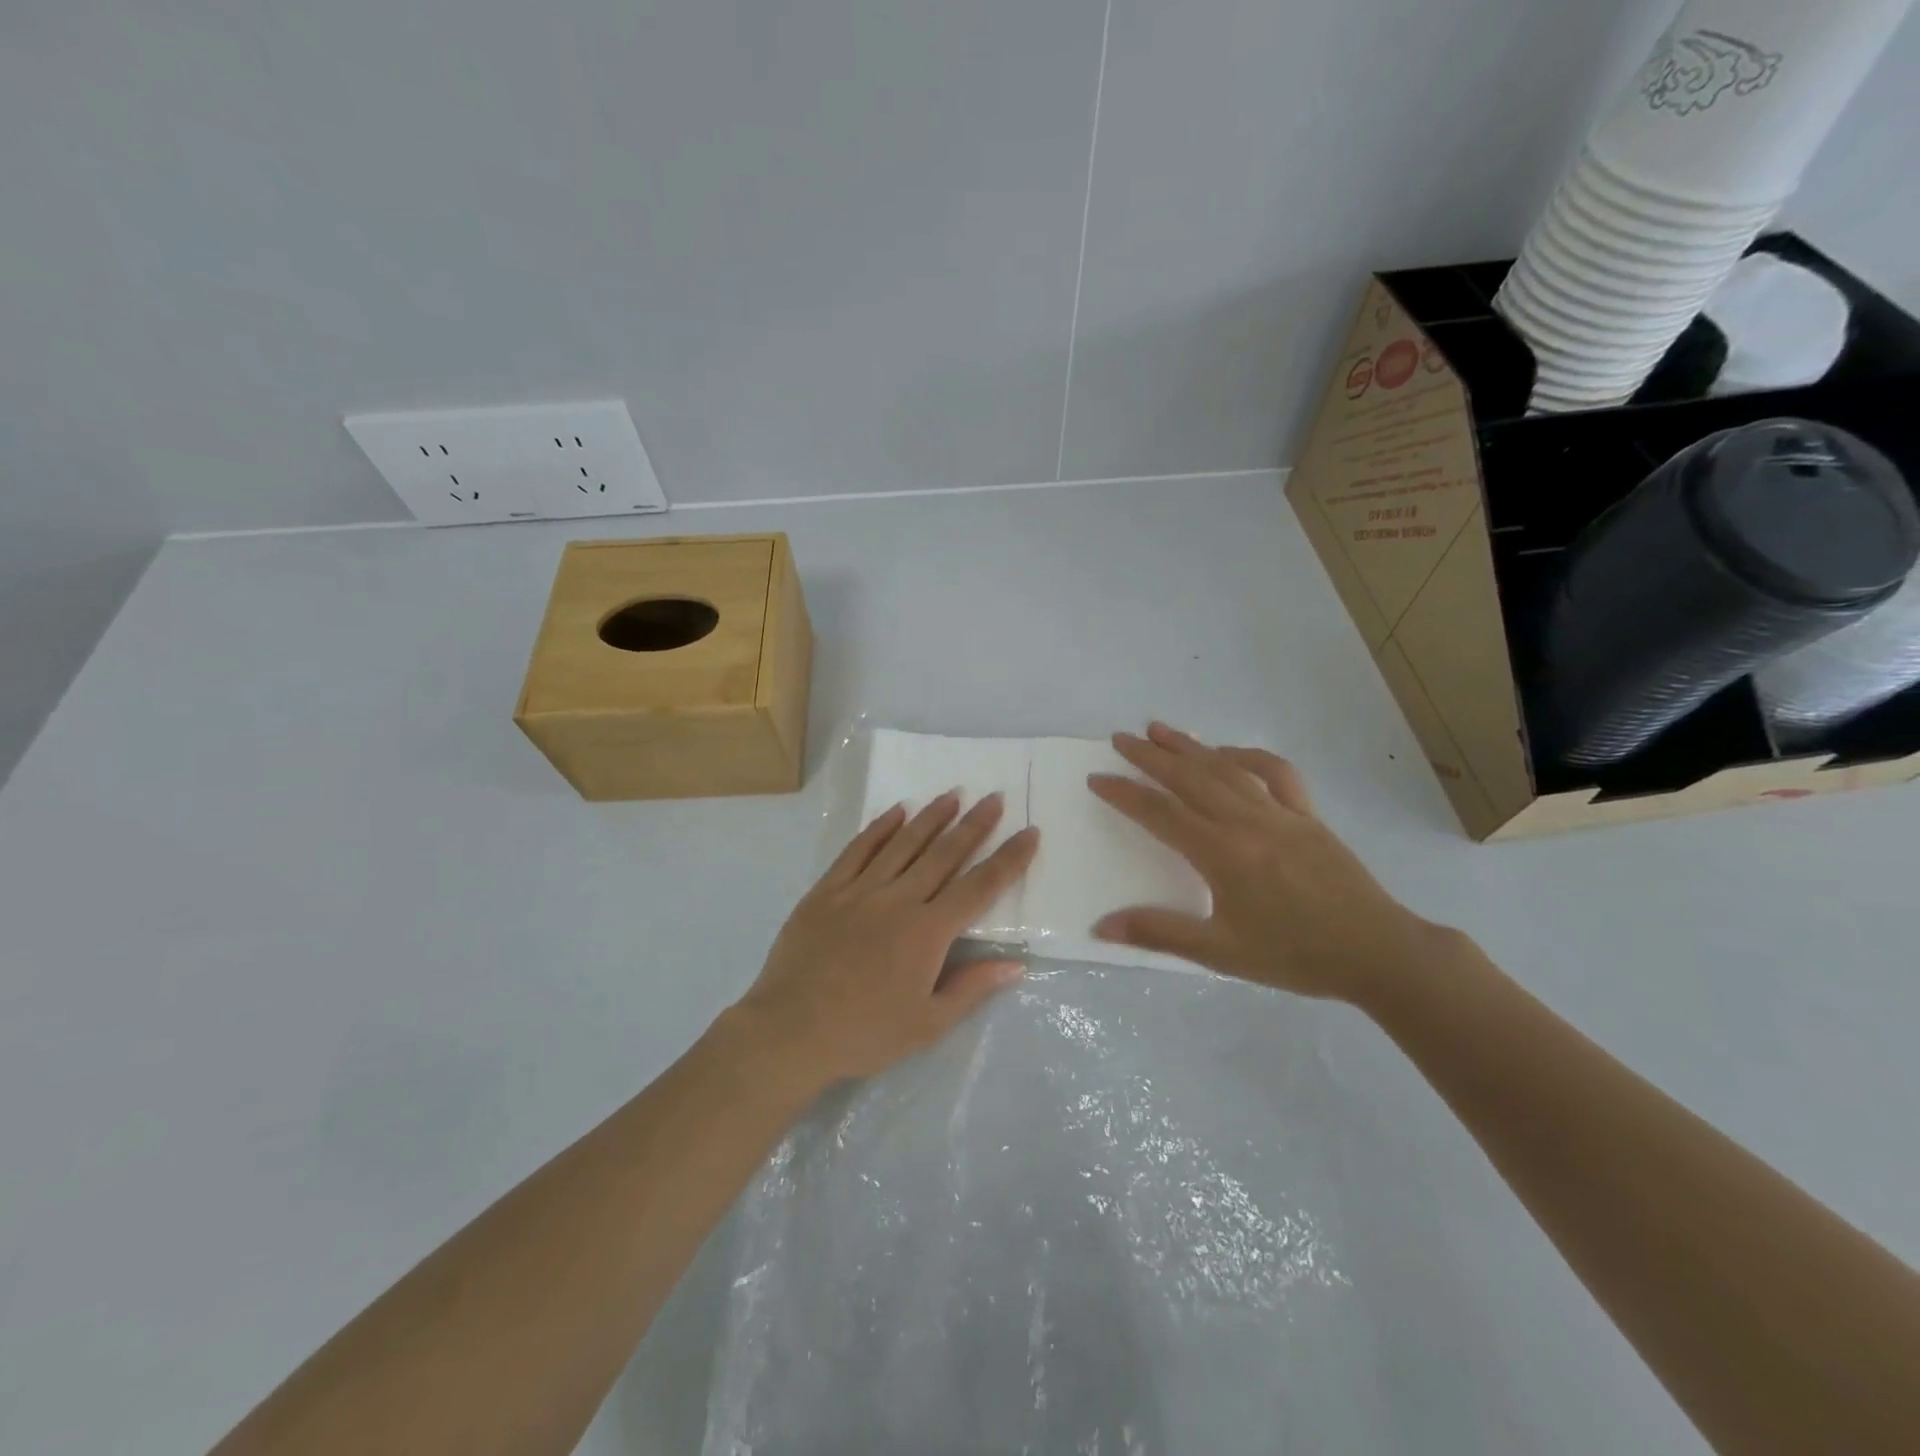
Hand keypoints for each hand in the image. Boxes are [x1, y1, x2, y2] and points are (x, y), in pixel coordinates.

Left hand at [733, 793, 1039, 1084]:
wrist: (790, 1031)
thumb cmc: (865, 1034)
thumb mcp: (928, 1024)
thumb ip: (972, 988)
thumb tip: (1016, 964)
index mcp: (928, 931)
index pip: (980, 886)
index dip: (1009, 859)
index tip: (1029, 832)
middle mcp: (899, 900)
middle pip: (944, 854)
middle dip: (974, 824)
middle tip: (994, 797)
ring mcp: (860, 890)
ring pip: (904, 843)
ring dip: (932, 817)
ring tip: (953, 794)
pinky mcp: (827, 890)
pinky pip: (858, 850)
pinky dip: (879, 828)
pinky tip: (896, 812)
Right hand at [1088, 723, 1442, 1002]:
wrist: (1376, 952)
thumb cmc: (1294, 955)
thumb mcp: (1220, 952)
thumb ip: (1159, 932)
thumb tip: (1101, 926)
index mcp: (1221, 853)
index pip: (1159, 813)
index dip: (1124, 794)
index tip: (1097, 778)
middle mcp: (1246, 821)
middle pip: (1189, 778)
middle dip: (1150, 756)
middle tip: (1119, 738)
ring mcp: (1280, 813)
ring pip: (1226, 768)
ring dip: (1190, 746)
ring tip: (1159, 729)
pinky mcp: (1307, 815)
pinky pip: (1274, 773)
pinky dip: (1247, 756)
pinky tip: (1228, 753)